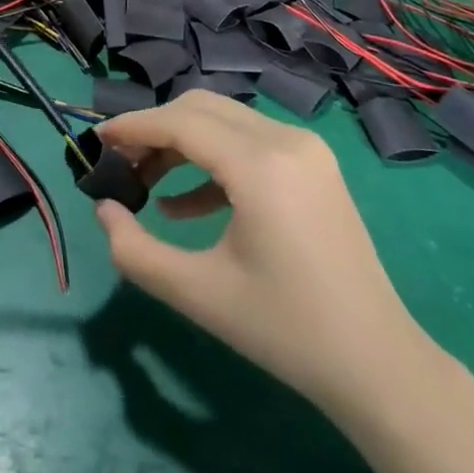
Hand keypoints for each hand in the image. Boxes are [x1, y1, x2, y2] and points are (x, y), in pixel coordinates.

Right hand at [93, 93, 432, 418]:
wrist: (376, 363)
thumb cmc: (284, 330)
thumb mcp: (197, 293)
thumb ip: (135, 250)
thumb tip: (104, 210)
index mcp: (261, 165)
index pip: (182, 122)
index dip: (135, 126)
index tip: (98, 139)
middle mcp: (286, 140)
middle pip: (202, 109)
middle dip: (156, 130)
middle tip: (120, 163)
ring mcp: (306, 150)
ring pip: (226, 122)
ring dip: (181, 143)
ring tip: (145, 183)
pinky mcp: (314, 166)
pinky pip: (250, 145)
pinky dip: (212, 163)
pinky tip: (182, 206)